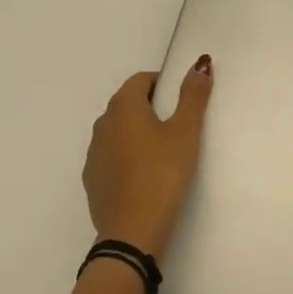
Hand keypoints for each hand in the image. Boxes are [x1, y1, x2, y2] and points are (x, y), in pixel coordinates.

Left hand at [81, 57, 214, 257]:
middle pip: (127, 104)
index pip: (141, 80)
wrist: (132, 231)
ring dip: (137, 132)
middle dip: (151, 107)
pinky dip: (126, 156)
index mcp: (123, 107)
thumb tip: (200, 62)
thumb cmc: (163, 174)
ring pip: (117, 131)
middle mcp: (102, 124)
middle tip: (178, 125)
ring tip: (163, 152)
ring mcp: (93, 153)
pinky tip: (144, 175)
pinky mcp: (92, 180)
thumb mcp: (186, 132)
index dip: (162, 84)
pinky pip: (111, 156)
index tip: (182, 100)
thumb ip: (193, 96)